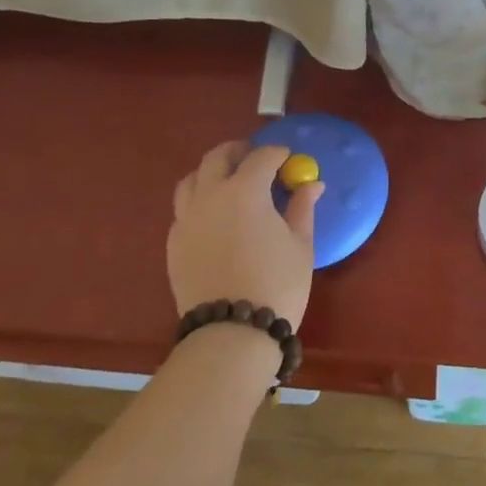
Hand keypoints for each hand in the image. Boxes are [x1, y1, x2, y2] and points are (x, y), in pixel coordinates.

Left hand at [167, 142, 321, 328]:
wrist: (231, 334)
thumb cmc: (276, 285)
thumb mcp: (300, 245)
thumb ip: (302, 208)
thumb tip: (312, 184)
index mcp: (244, 191)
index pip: (261, 157)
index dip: (277, 153)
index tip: (287, 158)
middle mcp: (210, 196)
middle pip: (217, 158)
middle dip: (238, 152)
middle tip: (255, 158)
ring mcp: (186, 219)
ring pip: (192, 179)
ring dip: (211, 172)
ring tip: (229, 182)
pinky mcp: (174, 243)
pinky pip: (183, 209)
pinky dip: (199, 201)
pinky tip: (214, 216)